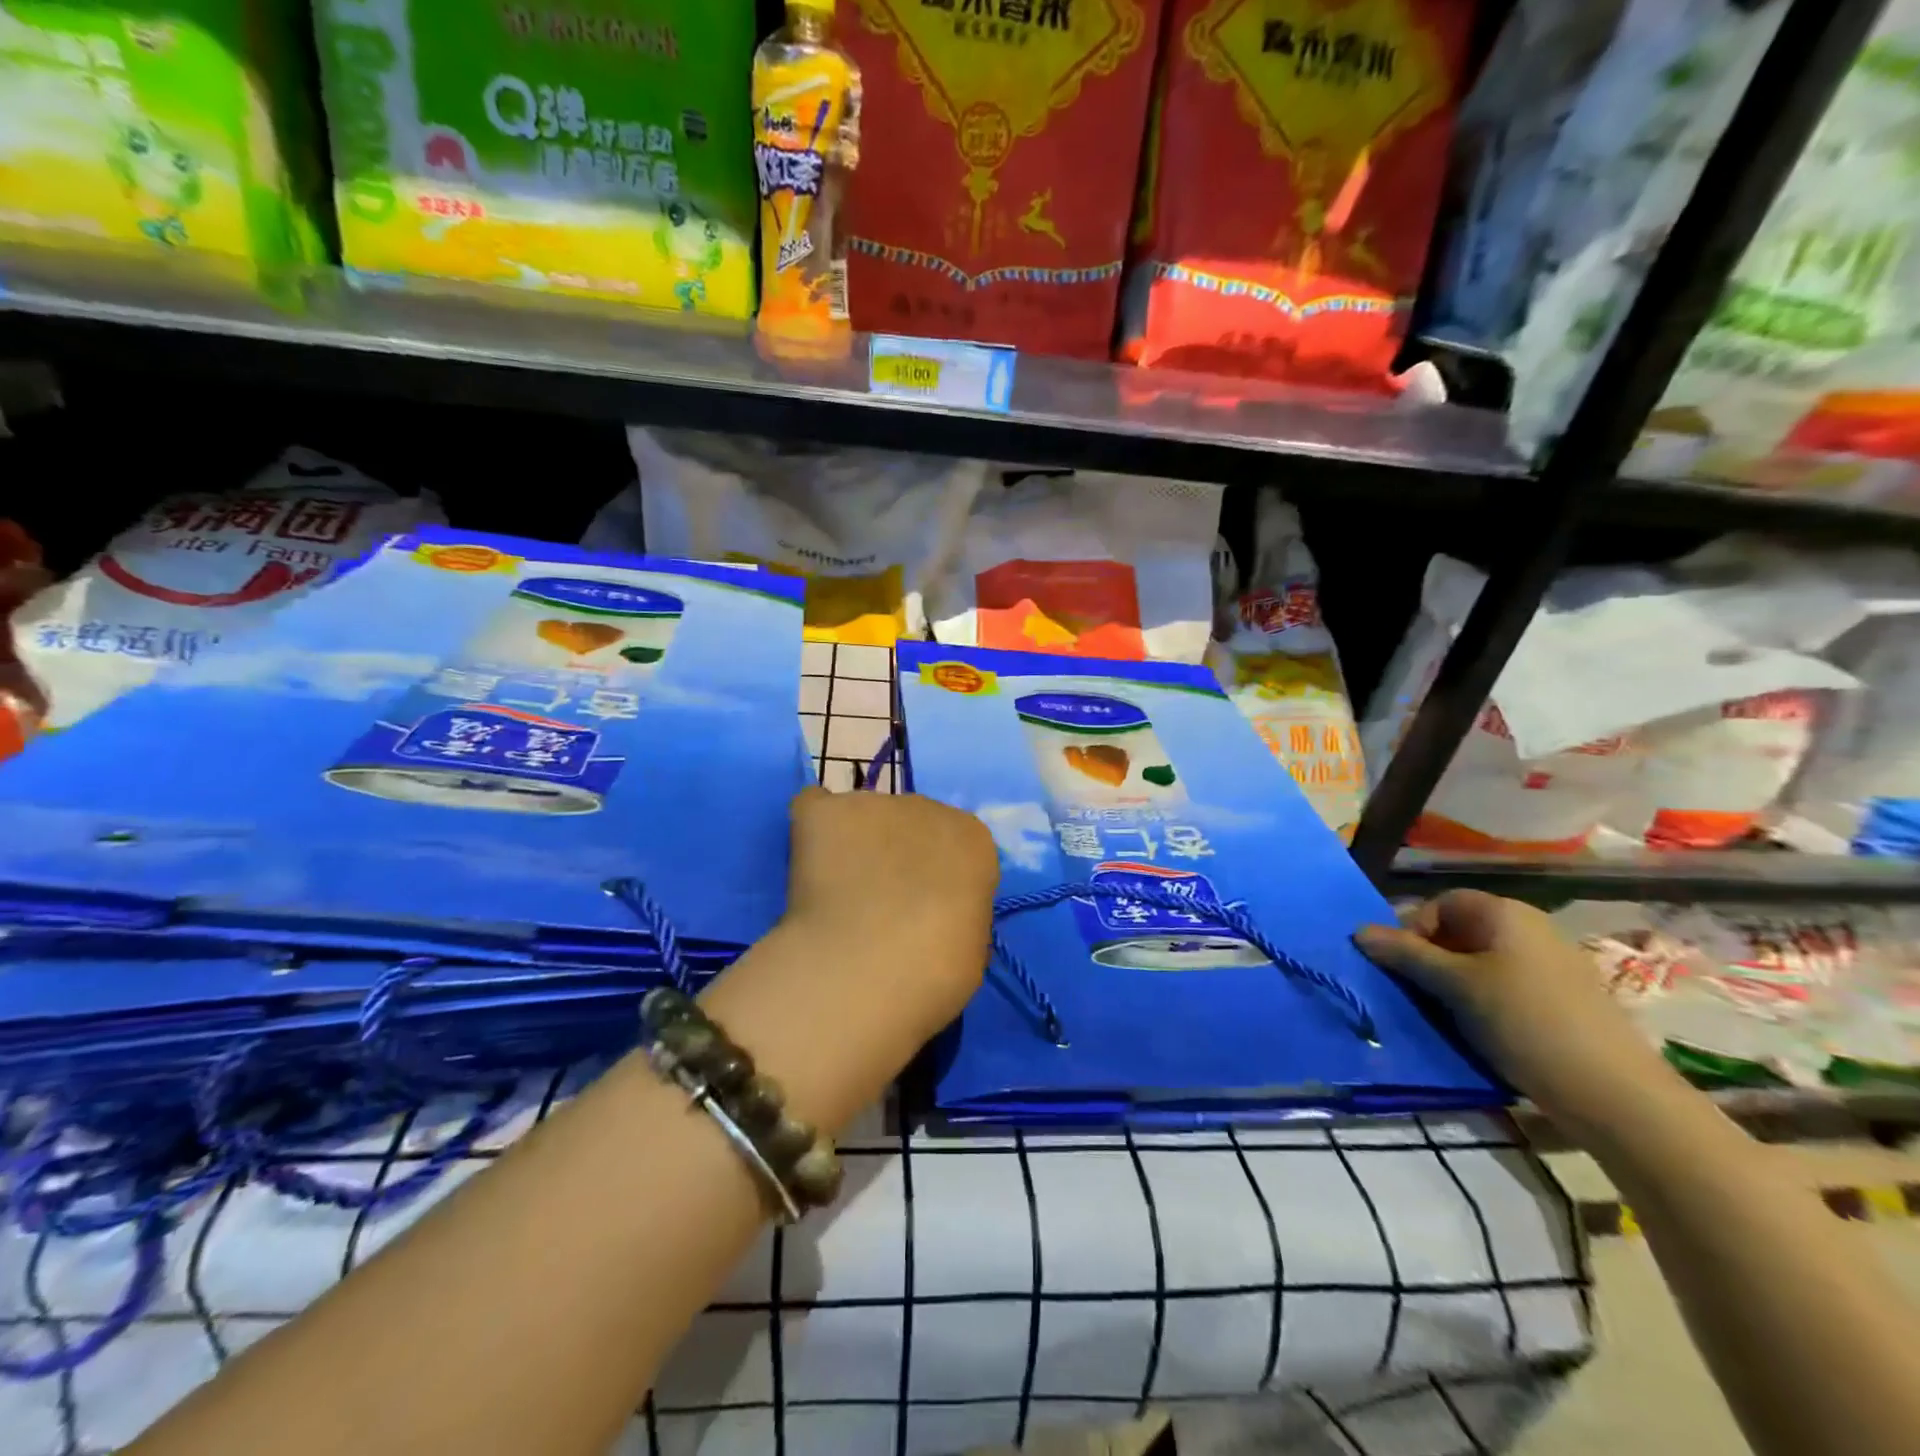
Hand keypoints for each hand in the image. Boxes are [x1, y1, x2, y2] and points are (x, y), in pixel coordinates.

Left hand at [781, 786, 998, 1044]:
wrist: (869, 970)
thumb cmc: (935, 973)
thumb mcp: (970, 948)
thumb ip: (957, 913)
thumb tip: (935, 916)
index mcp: (973, 839)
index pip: (955, 844)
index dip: (936, 876)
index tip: (924, 908)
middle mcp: (927, 807)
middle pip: (910, 823)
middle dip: (895, 854)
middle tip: (877, 903)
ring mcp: (873, 803)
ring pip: (863, 816)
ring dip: (855, 844)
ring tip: (836, 893)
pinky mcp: (824, 811)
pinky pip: (814, 808)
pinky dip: (812, 830)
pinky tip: (808, 865)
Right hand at [1354, 890, 1678, 1136]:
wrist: (1614, 1093)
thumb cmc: (1523, 1021)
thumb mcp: (1454, 986)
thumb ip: (1405, 955)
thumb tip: (1359, 931)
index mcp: (1505, 913)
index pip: (1440, 904)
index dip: (1413, 929)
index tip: (1403, 967)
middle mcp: (1529, 928)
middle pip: (1460, 931)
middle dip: (1431, 959)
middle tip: (1418, 993)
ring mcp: (1551, 965)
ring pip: (1481, 963)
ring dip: (1454, 984)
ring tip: (1446, 1016)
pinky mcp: (1563, 1000)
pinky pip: (1506, 987)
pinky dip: (1483, 1002)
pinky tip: (1482, 1032)